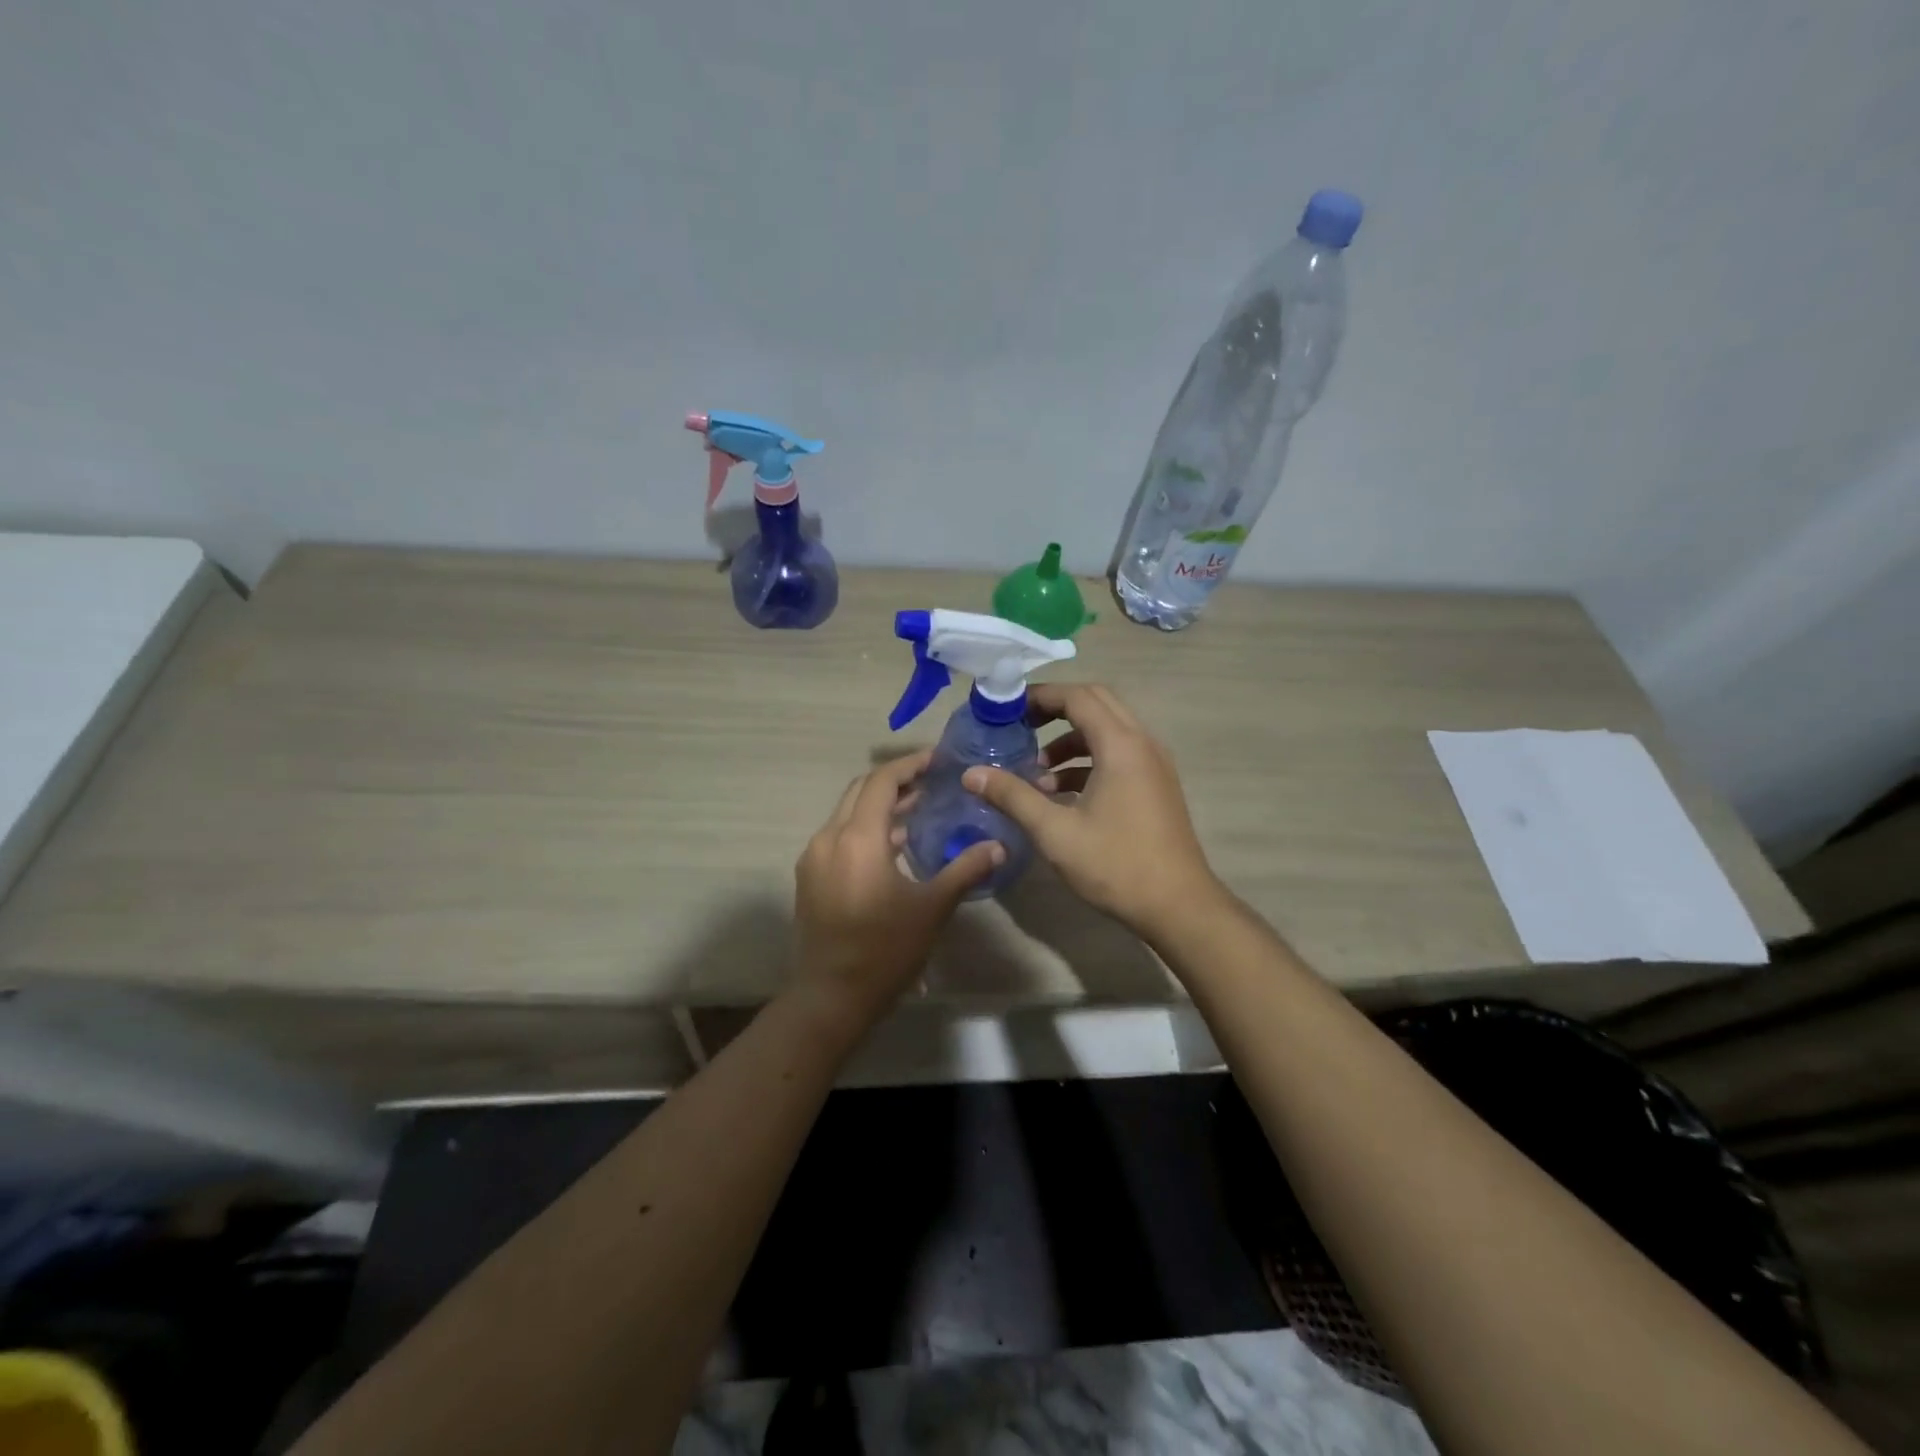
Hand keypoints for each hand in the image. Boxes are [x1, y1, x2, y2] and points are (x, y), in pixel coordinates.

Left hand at [792, 751, 1002, 1030]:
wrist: (831, 996)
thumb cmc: (885, 950)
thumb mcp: (932, 908)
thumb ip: (965, 870)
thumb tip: (998, 846)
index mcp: (857, 838)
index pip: (881, 781)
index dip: (909, 765)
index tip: (937, 761)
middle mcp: (829, 838)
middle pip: (860, 790)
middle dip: (894, 781)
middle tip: (930, 782)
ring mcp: (814, 858)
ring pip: (847, 813)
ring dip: (879, 806)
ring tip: (917, 810)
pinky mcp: (810, 877)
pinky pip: (838, 836)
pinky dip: (865, 828)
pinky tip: (891, 846)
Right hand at [963, 684, 1221, 939]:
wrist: (1178, 906)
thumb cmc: (1115, 865)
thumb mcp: (1055, 832)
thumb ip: (1012, 796)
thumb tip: (971, 774)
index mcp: (1121, 745)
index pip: (1077, 696)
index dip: (1040, 696)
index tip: (1007, 708)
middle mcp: (1142, 743)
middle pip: (1096, 703)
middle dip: (1055, 709)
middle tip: (1020, 726)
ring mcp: (1154, 764)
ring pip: (1108, 730)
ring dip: (1071, 740)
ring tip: (1036, 771)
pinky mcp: (1156, 785)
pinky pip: (1119, 754)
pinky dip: (1089, 761)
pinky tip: (1061, 794)